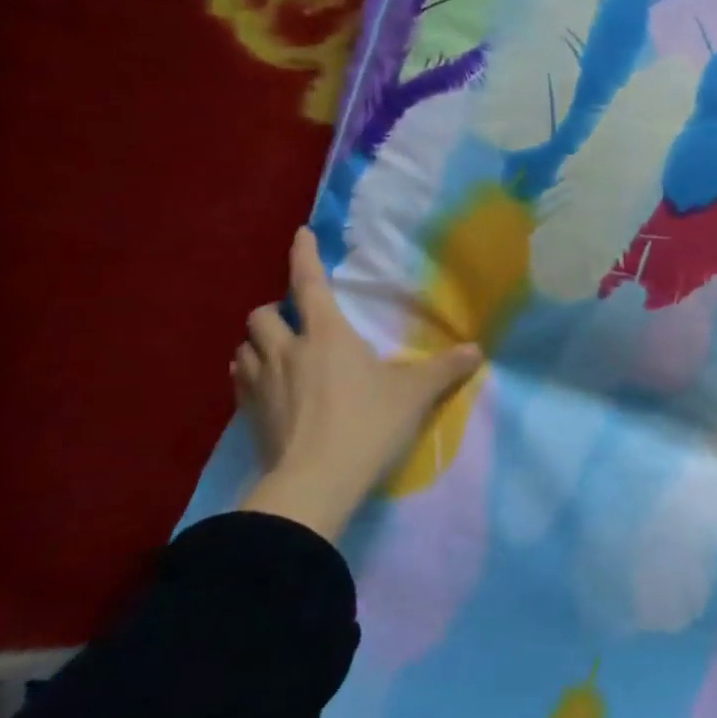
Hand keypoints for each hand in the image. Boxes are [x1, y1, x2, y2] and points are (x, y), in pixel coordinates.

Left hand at [234, 227, 481, 541]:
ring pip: (244, 347)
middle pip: (262, 314)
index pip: (309, 282)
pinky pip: (239, 382)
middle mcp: (287, 350)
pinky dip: (249, 375)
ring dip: (258, 344)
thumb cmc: (368, 424)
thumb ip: (445, 369)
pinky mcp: (249, 416)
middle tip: (295, 321)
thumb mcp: (415, 395)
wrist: (315, 483)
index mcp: (326, 334)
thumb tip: (477, 351)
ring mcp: (260, 384)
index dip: (304, 255)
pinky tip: (266, 389)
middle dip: (274, 310)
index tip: (301, 234)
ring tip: (276, 353)